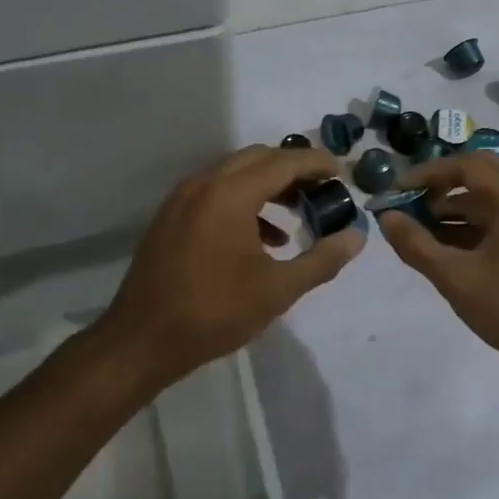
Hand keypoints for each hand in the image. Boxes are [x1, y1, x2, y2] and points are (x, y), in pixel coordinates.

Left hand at [98, 145, 363, 386]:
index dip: (316, 162)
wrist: (142, 340)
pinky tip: (261, 237)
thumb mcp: (277, 290)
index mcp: (230, 193)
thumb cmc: (214, 312)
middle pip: (258, 158)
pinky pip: (215, 191)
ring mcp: (183, 197)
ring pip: (235, 172)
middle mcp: (204, 183)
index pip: (284, 161)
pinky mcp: (171, 215)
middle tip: (322, 189)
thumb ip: (322, 260)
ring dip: (268, 184)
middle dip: (293, 168)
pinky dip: (243, 199)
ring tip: (297, 213)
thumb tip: (357, 237)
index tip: (341, 171)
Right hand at [375, 153, 498, 377]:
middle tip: (413, 198)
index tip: (400, 189)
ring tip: (420, 224)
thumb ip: (416, 244)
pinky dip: (469, 221)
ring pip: (489, 196)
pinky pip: (498, 216)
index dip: (429, 172)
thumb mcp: (455, 278)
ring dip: (454, 203)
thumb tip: (386, 217)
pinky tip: (443, 244)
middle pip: (481, 172)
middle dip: (443, 182)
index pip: (467, 166)